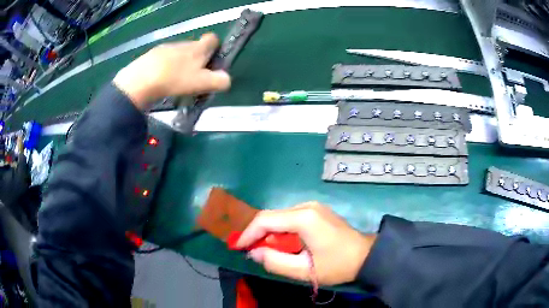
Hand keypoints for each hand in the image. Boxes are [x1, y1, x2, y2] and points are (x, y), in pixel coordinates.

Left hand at [113, 33, 230, 109]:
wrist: (141, 80)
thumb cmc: (175, 80)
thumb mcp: (202, 83)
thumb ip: (219, 81)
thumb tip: (227, 79)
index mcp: (198, 48)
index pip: (213, 39)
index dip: (215, 47)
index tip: (212, 61)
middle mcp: (184, 44)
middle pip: (195, 47)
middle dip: (197, 59)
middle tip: (193, 78)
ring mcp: (167, 48)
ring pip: (179, 53)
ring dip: (181, 63)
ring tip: (175, 81)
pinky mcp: (152, 55)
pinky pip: (164, 58)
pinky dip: (166, 67)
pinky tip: (161, 80)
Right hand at [236, 202, 375, 284]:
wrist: (366, 255)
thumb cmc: (338, 265)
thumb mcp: (305, 270)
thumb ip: (276, 262)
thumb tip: (254, 253)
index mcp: (304, 218)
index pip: (265, 220)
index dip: (248, 233)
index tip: (238, 247)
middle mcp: (306, 206)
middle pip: (272, 216)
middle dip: (258, 234)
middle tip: (251, 251)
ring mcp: (312, 206)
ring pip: (280, 217)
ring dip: (270, 233)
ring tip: (267, 251)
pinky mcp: (316, 211)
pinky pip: (290, 218)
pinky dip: (281, 231)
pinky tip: (283, 244)